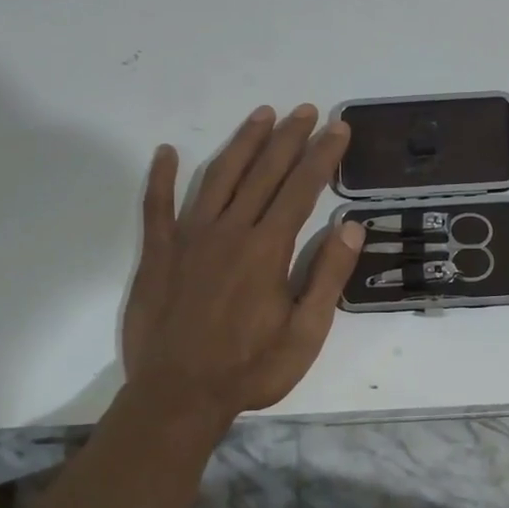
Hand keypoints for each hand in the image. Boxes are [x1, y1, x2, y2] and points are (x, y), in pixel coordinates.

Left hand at [121, 104, 365, 426]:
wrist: (177, 397)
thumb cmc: (250, 369)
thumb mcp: (306, 333)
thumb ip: (328, 276)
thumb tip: (352, 225)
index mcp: (268, 248)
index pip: (302, 188)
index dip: (322, 154)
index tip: (338, 128)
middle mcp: (230, 230)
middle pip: (264, 172)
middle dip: (289, 137)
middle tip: (306, 109)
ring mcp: (189, 238)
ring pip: (219, 177)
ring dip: (242, 143)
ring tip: (261, 115)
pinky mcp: (158, 253)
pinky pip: (156, 206)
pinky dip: (160, 177)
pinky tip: (166, 152)